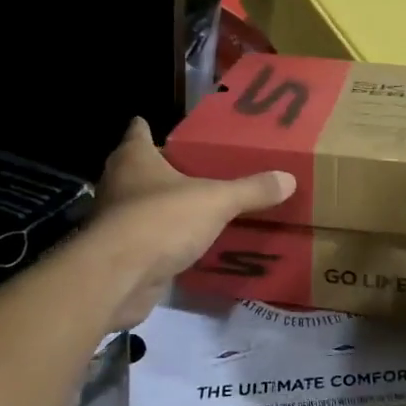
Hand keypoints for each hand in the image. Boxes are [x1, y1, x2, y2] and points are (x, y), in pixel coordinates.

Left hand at [90, 117, 295, 329]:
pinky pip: (146, 240)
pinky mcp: (121, 254)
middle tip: (194, 167)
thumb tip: (289, 178)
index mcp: (134, 158)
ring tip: (196, 205)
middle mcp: (119, 184)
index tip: (166, 127)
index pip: (139, 131)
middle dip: (161, 168)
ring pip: (140, 205)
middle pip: (137, 168)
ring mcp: (116, 221)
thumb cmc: (161, 220)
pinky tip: (187, 244)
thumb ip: (250, 190)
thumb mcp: (216, 201)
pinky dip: (162, 240)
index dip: (150, 127)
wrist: (119, 278)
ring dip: (162, 206)